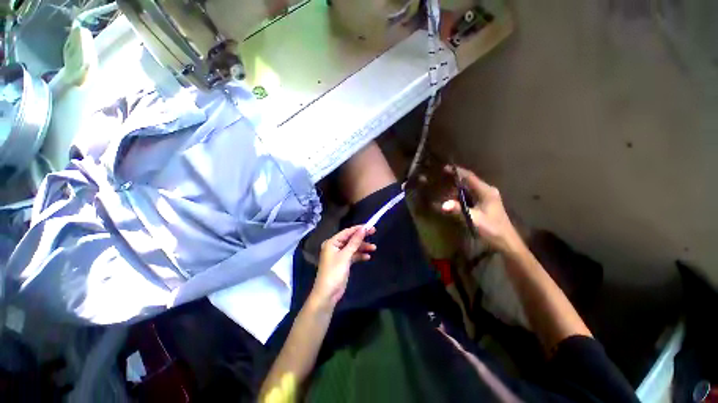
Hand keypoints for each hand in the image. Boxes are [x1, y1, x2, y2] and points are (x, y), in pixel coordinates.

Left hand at [311, 225, 376, 307]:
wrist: (327, 294)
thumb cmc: (334, 272)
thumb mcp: (345, 256)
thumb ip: (355, 242)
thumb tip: (363, 229)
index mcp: (332, 242)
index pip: (347, 232)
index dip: (358, 229)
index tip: (370, 226)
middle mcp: (335, 246)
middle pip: (350, 239)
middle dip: (362, 237)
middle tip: (374, 232)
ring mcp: (339, 255)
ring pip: (353, 247)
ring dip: (362, 247)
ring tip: (374, 248)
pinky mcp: (343, 262)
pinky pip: (353, 255)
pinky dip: (360, 255)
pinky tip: (368, 256)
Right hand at [441, 166, 522, 254]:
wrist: (506, 241)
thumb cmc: (492, 229)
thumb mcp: (474, 219)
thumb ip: (459, 210)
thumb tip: (443, 204)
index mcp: (486, 192)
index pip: (470, 177)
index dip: (458, 171)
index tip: (445, 168)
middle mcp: (487, 191)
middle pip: (469, 181)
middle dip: (455, 179)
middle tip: (441, 179)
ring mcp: (487, 197)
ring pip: (469, 188)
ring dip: (457, 188)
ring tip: (444, 188)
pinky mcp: (486, 203)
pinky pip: (471, 194)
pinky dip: (461, 194)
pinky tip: (453, 198)